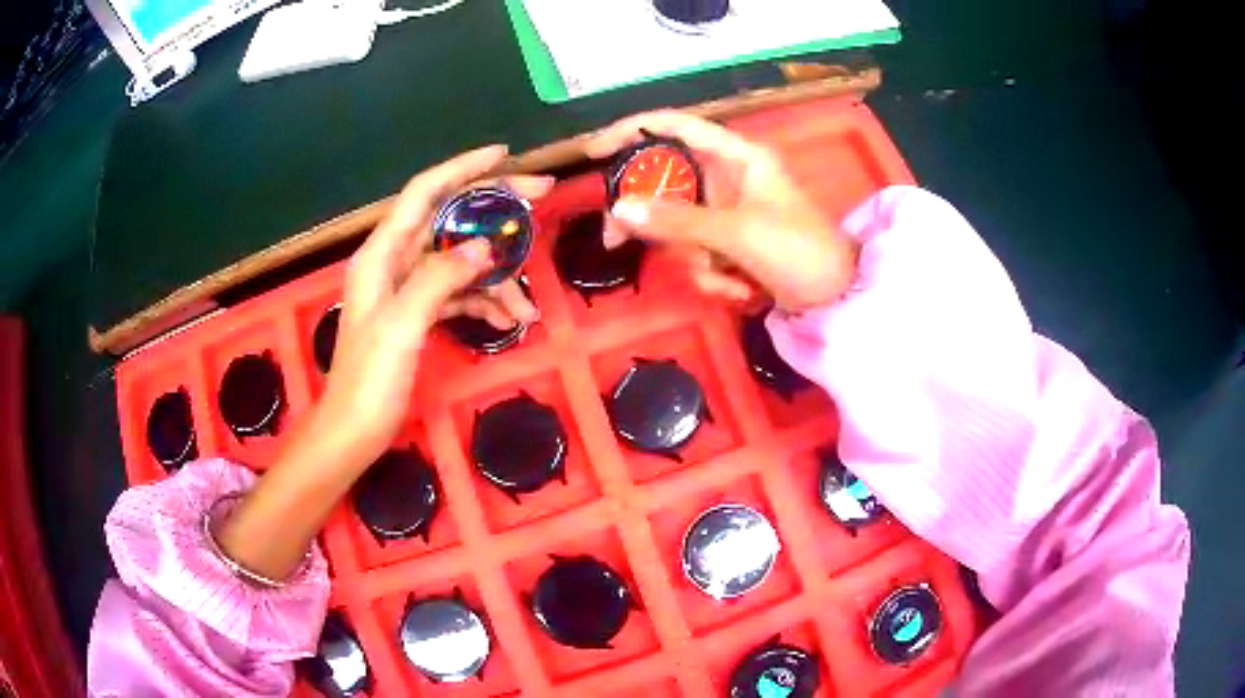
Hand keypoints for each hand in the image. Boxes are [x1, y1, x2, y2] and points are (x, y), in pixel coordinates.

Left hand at [216, 146, 552, 580]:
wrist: (354, 431)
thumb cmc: (369, 380)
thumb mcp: (403, 325)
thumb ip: (440, 278)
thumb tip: (483, 245)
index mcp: (381, 254)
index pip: (424, 192)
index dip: (462, 168)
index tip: (504, 155)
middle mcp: (394, 261)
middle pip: (448, 219)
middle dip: (493, 210)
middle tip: (540, 197)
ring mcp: (407, 288)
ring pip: (460, 260)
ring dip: (495, 274)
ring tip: (526, 303)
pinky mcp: (418, 314)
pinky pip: (458, 292)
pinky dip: (483, 301)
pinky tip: (508, 319)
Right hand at [586, 111, 857, 311]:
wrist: (838, 299)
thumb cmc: (798, 250)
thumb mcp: (737, 232)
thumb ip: (677, 220)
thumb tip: (619, 211)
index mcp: (736, 156)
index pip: (675, 126)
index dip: (630, 131)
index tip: (592, 153)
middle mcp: (728, 177)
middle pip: (665, 185)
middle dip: (653, 222)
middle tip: (617, 241)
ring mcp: (728, 212)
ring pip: (678, 227)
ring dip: (696, 261)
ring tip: (731, 280)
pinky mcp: (730, 244)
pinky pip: (698, 254)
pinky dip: (714, 277)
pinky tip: (743, 290)